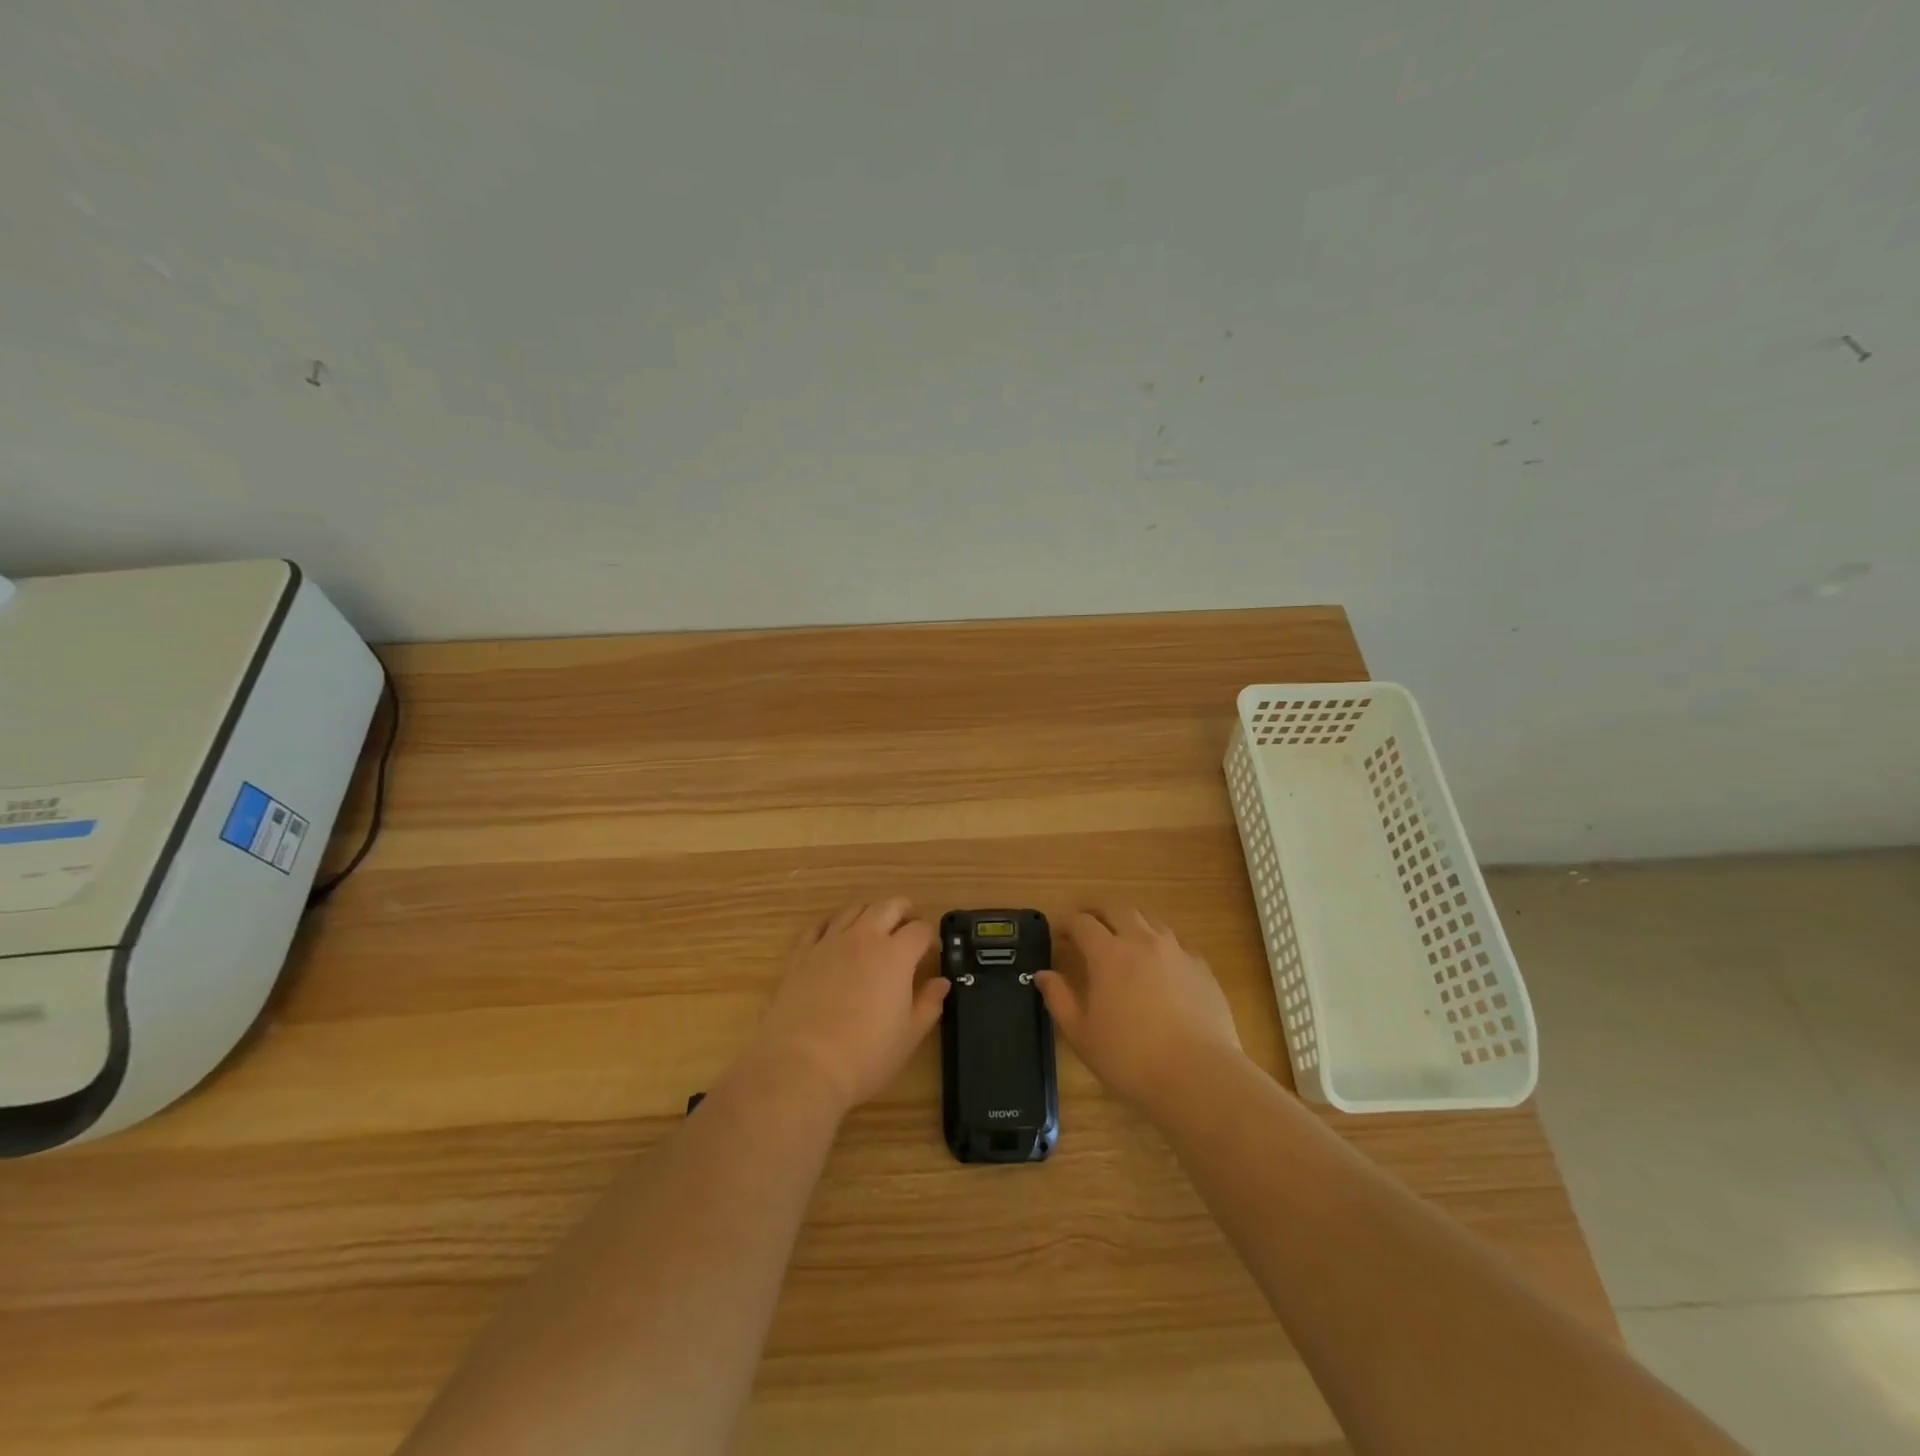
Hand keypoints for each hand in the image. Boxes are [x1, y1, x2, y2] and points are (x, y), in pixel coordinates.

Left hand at [746, 899, 946, 1115]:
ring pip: (853, 909)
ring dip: (869, 912)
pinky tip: (835, 936)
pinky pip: (818, 926)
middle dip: (904, 911)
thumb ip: (929, 1003)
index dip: (930, 937)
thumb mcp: (909, 1035)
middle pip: (888, 906)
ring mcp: (829, 942)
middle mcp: (864, 938)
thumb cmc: (865, 1055)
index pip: (920, 930)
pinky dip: (832, 924)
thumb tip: (941, 982)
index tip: (931, 951)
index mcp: (896, 955)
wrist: (802, 1066)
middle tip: (908, 925)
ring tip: (874, 928)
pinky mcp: (801, 954)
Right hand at [1036, 905, 1242, 1111]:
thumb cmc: (1130, 1058)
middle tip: (1087, 922)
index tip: (1058, 929)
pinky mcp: (1201, 967)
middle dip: (1097, 910)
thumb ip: (1059, 999)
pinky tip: (1159, 962)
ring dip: (1130, 920)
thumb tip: (1043, 975)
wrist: (1198, 1076)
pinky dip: (1159, 942)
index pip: (1082, 922)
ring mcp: (1176, 951)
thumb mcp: (1081, 1034)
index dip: (1066, 921)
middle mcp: (1142, 941)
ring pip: (1149, 918)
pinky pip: (1176, 941)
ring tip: (1122, 935)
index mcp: (1108, 954)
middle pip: (1117, 908)